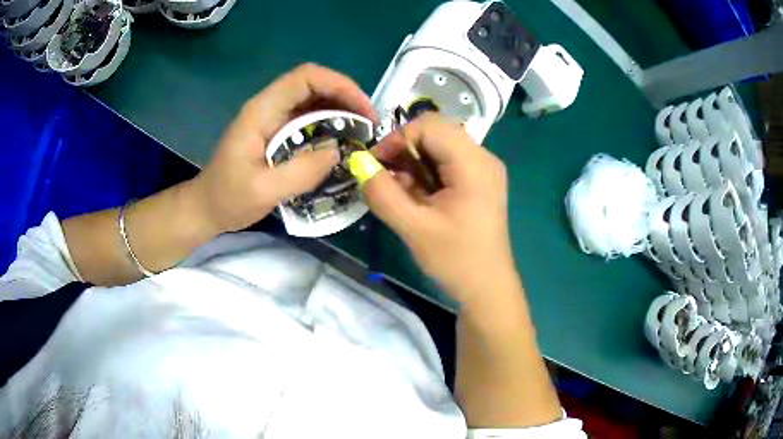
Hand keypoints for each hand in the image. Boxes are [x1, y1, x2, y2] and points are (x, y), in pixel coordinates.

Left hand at [191, 63, 376, 233]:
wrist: (206, 208)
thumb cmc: (228, 199)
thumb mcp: (264, 191)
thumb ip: (301, 171)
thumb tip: (339, 151)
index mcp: (262, 111)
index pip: (306, 77)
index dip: (340, 85)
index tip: (364, 112)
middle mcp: (270, 107)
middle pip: (315, 84)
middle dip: (347, 98)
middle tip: (370, 126)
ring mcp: (273, 119)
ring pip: (314, 100)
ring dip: (341, 111)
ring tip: (362, 135)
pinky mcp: (277, 132)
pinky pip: (309, 119)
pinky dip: (330, 126)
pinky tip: (342, 144)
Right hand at [363, 114, 516, 304]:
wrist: (487, 288)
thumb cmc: (456, 260)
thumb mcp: (413, 228)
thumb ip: (382, 193)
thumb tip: (358, 162)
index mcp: (473, 163)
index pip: (428, 126)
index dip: (396, 139)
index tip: (375, 166)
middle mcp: (482, 157)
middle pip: (435, 132)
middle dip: (404, 149)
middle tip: (385, 177)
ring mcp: (483, 169)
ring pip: (439, 146)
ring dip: (413, 163)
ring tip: (400, 192)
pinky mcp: (479, 182)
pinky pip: (447, 163)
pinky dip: (425, 173)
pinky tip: (417, 197)